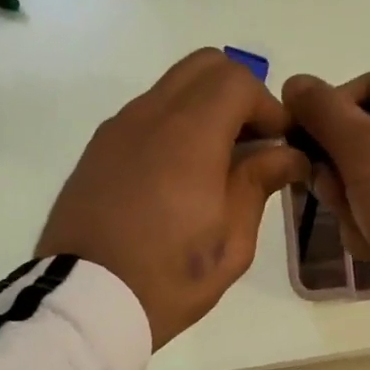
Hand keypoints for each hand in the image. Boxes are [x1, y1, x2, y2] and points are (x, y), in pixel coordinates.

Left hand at [39, 50, 307, 348]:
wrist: (83, 303)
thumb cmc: (168, 278)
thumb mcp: (231, 241)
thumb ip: (259, 183)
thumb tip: (286, 154)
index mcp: (189, 134)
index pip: (238, 80)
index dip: (269, 105)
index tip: (280, 146)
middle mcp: (149, 115)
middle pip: (204, 66)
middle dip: (239, 94)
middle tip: (253, 144)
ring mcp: (116, 129)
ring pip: (171, 88)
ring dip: (204, 109)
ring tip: (217, 165)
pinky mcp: (97, 150)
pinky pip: (145, 116)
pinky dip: (173, 126)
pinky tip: (178, 178)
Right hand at [282, 71, 369, 333]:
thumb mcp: (364, 149)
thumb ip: (324, 113)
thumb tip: (295, 82)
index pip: (362, 88)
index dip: (326, 111)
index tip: (300, 140)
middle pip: (359, 137)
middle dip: (336, 171)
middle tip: (332, 191)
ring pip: (362, 180)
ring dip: (350, 205)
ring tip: (363, 226)